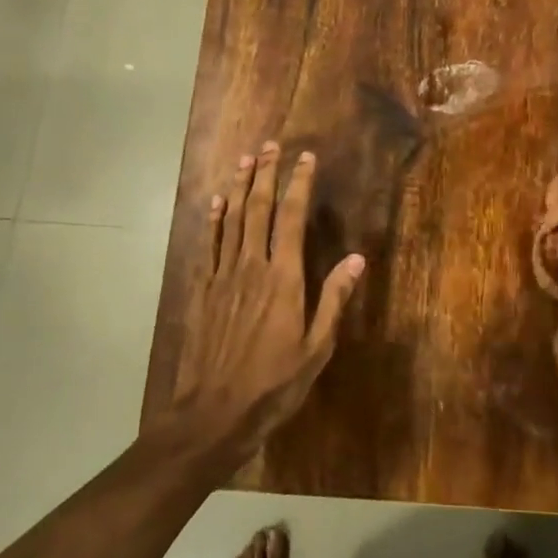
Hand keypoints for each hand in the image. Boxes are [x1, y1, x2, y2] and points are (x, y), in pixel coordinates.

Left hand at [163, 142, 364, 463]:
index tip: (306, 158)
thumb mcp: (316, 348)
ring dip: (240, 187)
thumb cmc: (274, 384)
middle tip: (272, 145)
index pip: (293, 219)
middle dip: (267, 175)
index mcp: (284, 279)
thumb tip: (356, 259)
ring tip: (246, 160)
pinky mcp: (202, 291)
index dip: (299, 185)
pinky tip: (216, 202)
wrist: (214, 412)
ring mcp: (223, 277)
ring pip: (232, 220)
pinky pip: (208, 246)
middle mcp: (251, 267)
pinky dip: (212, 220)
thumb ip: (333, 300)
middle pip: (259, 210)